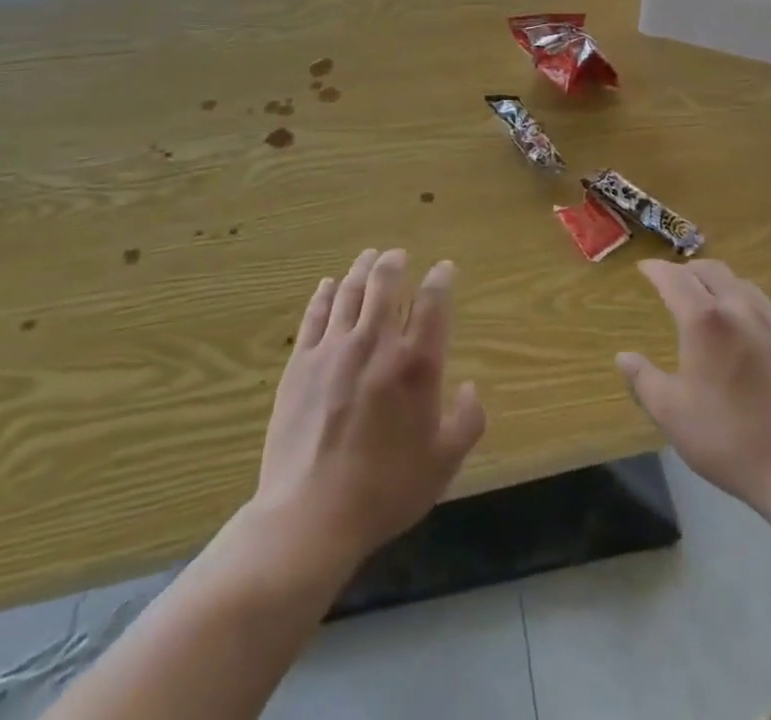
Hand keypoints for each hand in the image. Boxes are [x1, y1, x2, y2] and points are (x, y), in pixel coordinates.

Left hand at [255, 249, 485, 567]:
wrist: (310, 515)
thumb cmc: (385, 489)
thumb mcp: (443, 463)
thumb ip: (467, 421)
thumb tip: (469, 388)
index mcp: (416, 362)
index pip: (433, 301)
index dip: (441, 278)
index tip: (445, 268)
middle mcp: (376, 342)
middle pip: (385, 283)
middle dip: (395, 262)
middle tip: (398, 255)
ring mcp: (334, 349)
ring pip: (350, 291)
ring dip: (362, 268)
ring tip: (368, 257)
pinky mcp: (301, 363)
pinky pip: (315, 315)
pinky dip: (325, 294)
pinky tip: (329, 285)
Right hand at [616, 259, 770, 521]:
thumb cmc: (728, 439)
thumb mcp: (672, 414)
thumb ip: (644, 380)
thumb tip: (624, 357)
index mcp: (704, 320)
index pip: (674, 278)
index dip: (656, 269)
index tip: (643, 268)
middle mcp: (738, 309)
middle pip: (710, 270)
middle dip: (686, 269)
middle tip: (671, 281)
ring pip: (739, 282)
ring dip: (716, 280)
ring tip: (704, 296)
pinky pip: (761, 303)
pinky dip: (740, 299)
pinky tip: (739, 324)